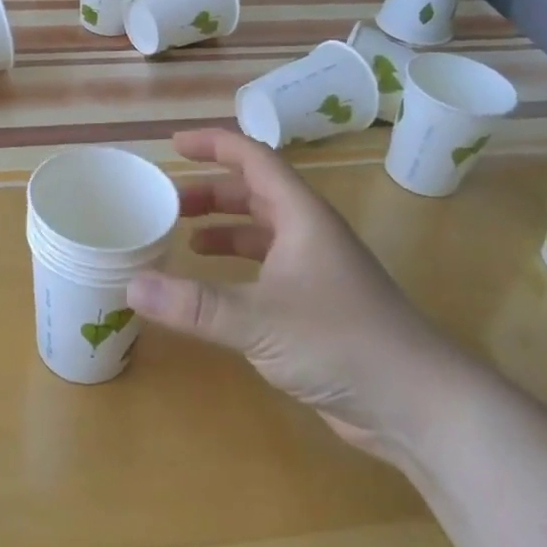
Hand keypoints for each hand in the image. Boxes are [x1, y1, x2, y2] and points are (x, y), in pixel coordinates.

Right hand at [127, 129, 467, 460]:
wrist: (415, 401)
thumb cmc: (341, 341)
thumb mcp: (259, 320)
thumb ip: (194, 305)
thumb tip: (131, 285)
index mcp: (302, 217)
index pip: (254, 159)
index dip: (214, 145)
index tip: (172, 146)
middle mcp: (309, 234)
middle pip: (254, 194)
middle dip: (210, 192)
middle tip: (167, 202)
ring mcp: (315, 270)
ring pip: (261, 233)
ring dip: (223, 230)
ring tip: (183, 239)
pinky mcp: (316, 306)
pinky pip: (266, 269)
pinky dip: (236, 269)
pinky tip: (215, 289)